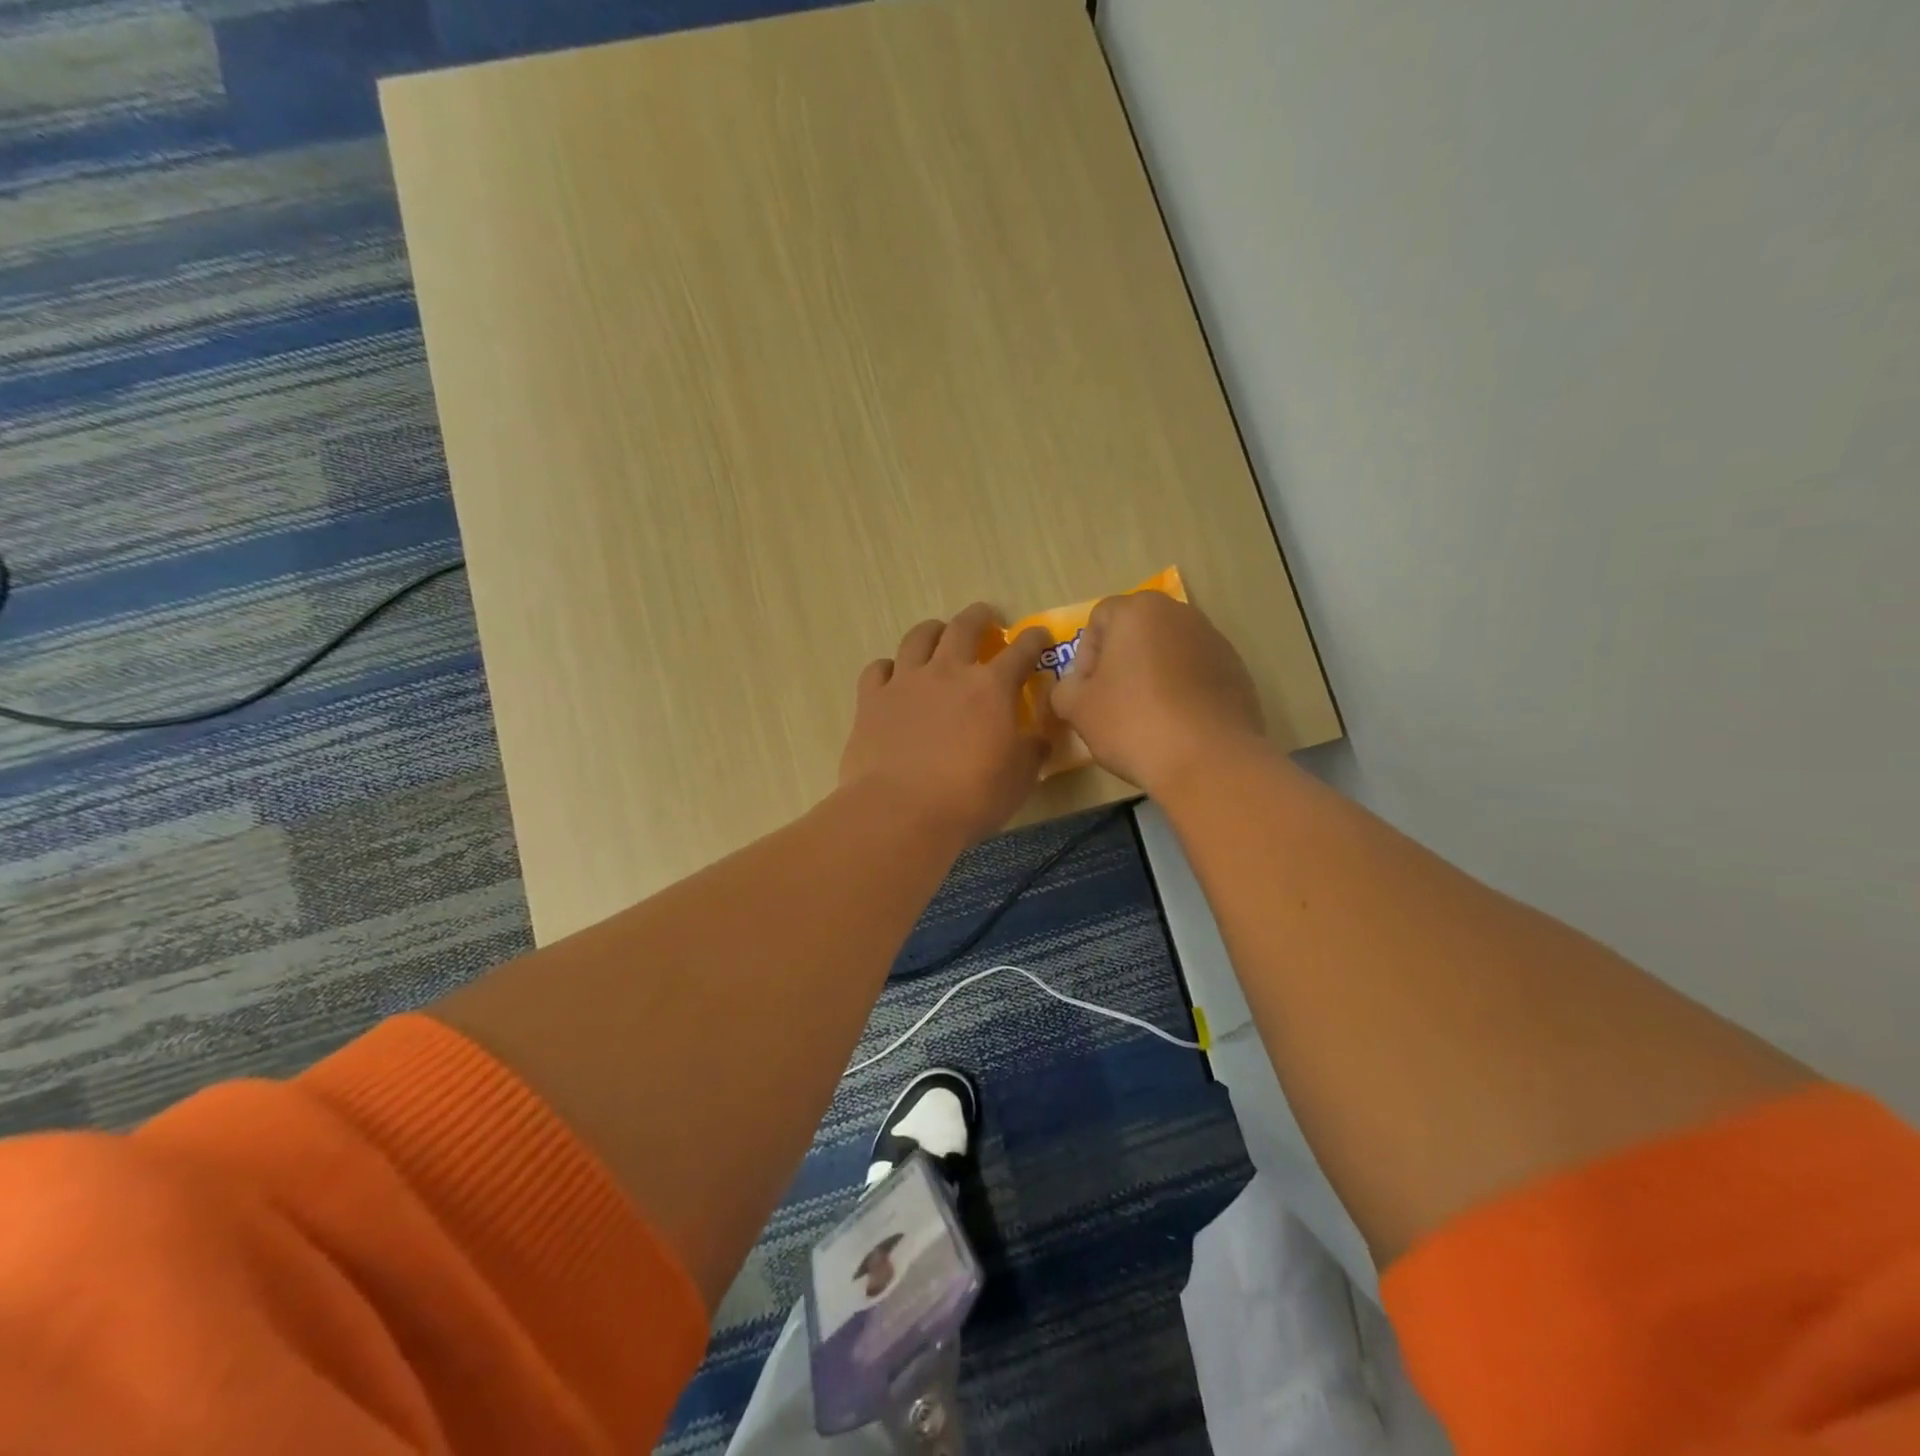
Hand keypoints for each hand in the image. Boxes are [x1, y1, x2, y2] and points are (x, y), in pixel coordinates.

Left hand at [840, 604, 1052, 845]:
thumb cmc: (970, 798)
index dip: (1033, 639)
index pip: (1021, 651)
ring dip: (933, 631)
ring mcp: (905, 682)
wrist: (901, 812)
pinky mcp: (871, 699)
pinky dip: (890, 668)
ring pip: (918, 638)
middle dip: (979, 617)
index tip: (1039, 635)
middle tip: (986, 619)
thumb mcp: (1019, 779)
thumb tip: (1038, 738)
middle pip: (964, 627)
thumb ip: (1031, 750)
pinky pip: (878, 669)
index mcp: (991, 688)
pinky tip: (893, 676)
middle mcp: (947, 672)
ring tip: (938, 635)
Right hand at [1048, 592, 1265, 794]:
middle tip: (1113, 704)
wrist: (1209, 760)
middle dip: (1121, 663)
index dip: (1085, 657)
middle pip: (1137, 632)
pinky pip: (1196, 674)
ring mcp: (1215, 641)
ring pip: (1168, 653)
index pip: (1099, 620)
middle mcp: (1181, 614)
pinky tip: (1177, 727)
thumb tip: (1075, 686)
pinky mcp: (1238, 672)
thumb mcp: (1077, 709)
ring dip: (1153, 676)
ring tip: (1147, 719)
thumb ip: (1065, 688)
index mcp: (1139, 610)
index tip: (1088, 693)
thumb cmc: (1133, 724)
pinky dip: (1182, 691)